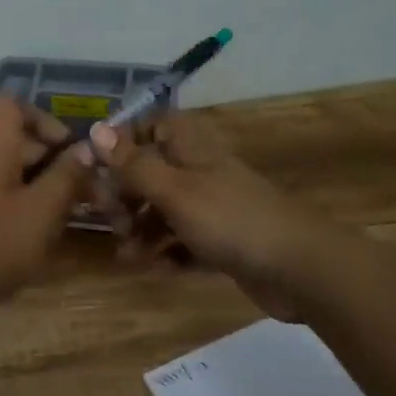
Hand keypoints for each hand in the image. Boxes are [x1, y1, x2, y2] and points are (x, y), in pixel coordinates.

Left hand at [0, 96, 92, 314]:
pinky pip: (5, 196)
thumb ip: (67, 175)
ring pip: (15, 172)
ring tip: (77, 214)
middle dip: (57, 159)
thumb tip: (86, 148)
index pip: (10, 104)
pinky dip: (29, 206)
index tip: (70, 149)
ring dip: (48, 186)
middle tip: (91, 192)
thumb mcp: (43, 209)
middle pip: (19, 140)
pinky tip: (48, 234)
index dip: (43, 118)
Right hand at [83, 111, 322, 320]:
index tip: (98, 167)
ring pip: (164, 211)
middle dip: (126, 197)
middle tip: (113, 222)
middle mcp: (200, 173)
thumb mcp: (173, 190)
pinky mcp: (222, 243)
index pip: (152, 127)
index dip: (124, 142)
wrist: (300, 269)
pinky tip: (158, 268)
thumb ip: (133, 163)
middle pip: (151, 174)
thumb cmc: (230, 219)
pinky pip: (184, 242)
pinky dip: (168, 252)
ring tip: (130, 256)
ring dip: (142, 230)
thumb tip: (95, 128)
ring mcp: (213, 209)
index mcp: (191, 150)